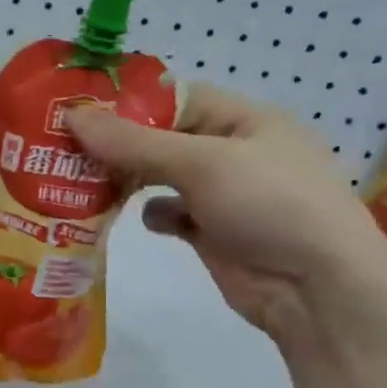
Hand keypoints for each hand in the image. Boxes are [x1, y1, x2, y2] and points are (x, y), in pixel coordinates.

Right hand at [68, 85, 386, 339]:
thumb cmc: (269, 204)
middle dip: (122, 146)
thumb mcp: (201, 162)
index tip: (80, 114)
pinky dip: (155, 215)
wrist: (316, 288)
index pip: (177, 99)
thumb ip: (135, 142)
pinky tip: (142, 219)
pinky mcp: (213, 234)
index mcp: (245, 120)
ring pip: (163, 177)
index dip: (130, 104)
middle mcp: (234, 152)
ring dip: (131, 180)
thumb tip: (72, 116)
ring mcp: (224, 196)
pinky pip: (173, 214)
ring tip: (88, 184)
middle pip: (165, 139)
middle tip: (69, 152)